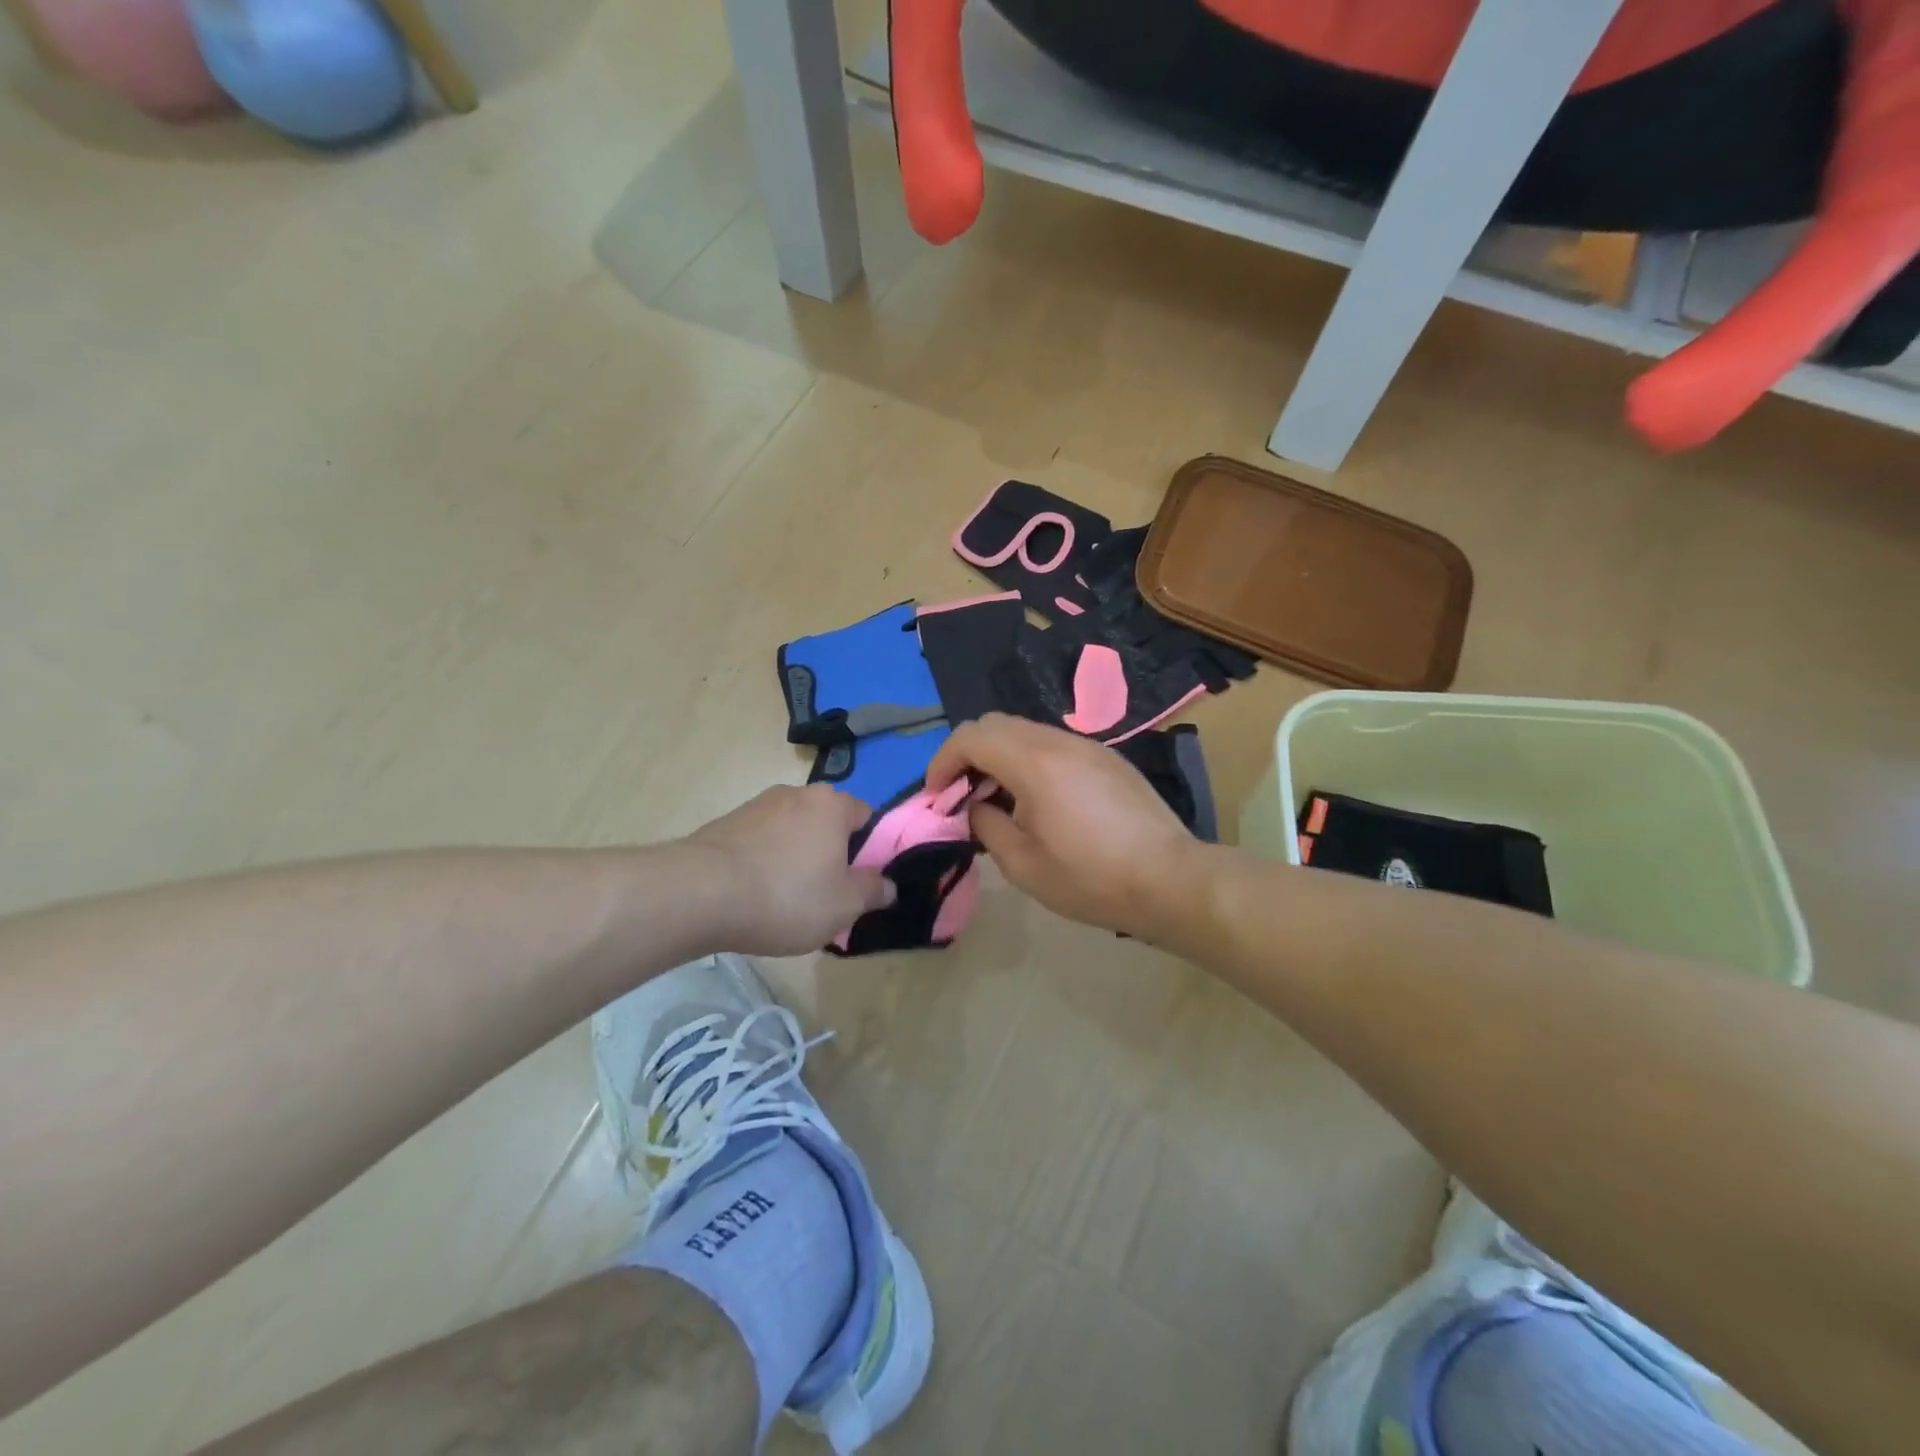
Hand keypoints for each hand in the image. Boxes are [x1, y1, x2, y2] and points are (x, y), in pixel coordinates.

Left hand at [688, 785, 895, 954]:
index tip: (859, 881)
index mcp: (832, 805)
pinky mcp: (725, 823)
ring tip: (784, 898)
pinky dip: (763, 861)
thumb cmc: (787, 896)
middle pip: (826, 822)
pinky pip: (760, 841)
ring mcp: (756, 805)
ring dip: (794, 856)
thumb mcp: (844, 905)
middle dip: (829, 852)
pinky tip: (753, 893)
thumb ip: (873, 891)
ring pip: (791, 831)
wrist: (700, 894)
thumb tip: (888, 885)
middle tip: (825, 893)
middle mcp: (796, 794)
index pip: (865, 816)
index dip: (868, 849)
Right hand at [927, 714, 1206, 938]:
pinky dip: (1029, 761)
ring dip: (999, 757)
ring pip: (1025, 732)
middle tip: (962, 797)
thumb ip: (987, 825)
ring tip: (998, 802)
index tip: (936, 796)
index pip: (971, 735)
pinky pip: (1053, 745)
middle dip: (968, 755)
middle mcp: (1059, 741)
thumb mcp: (1023, 865)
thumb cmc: (1091, 878)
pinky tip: (1038, 802)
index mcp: (1034, 762)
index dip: (943, 761)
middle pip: (996, 724)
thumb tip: (976, 807)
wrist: (1170, 879)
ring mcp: (1088, 746)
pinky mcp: (1107, 758)